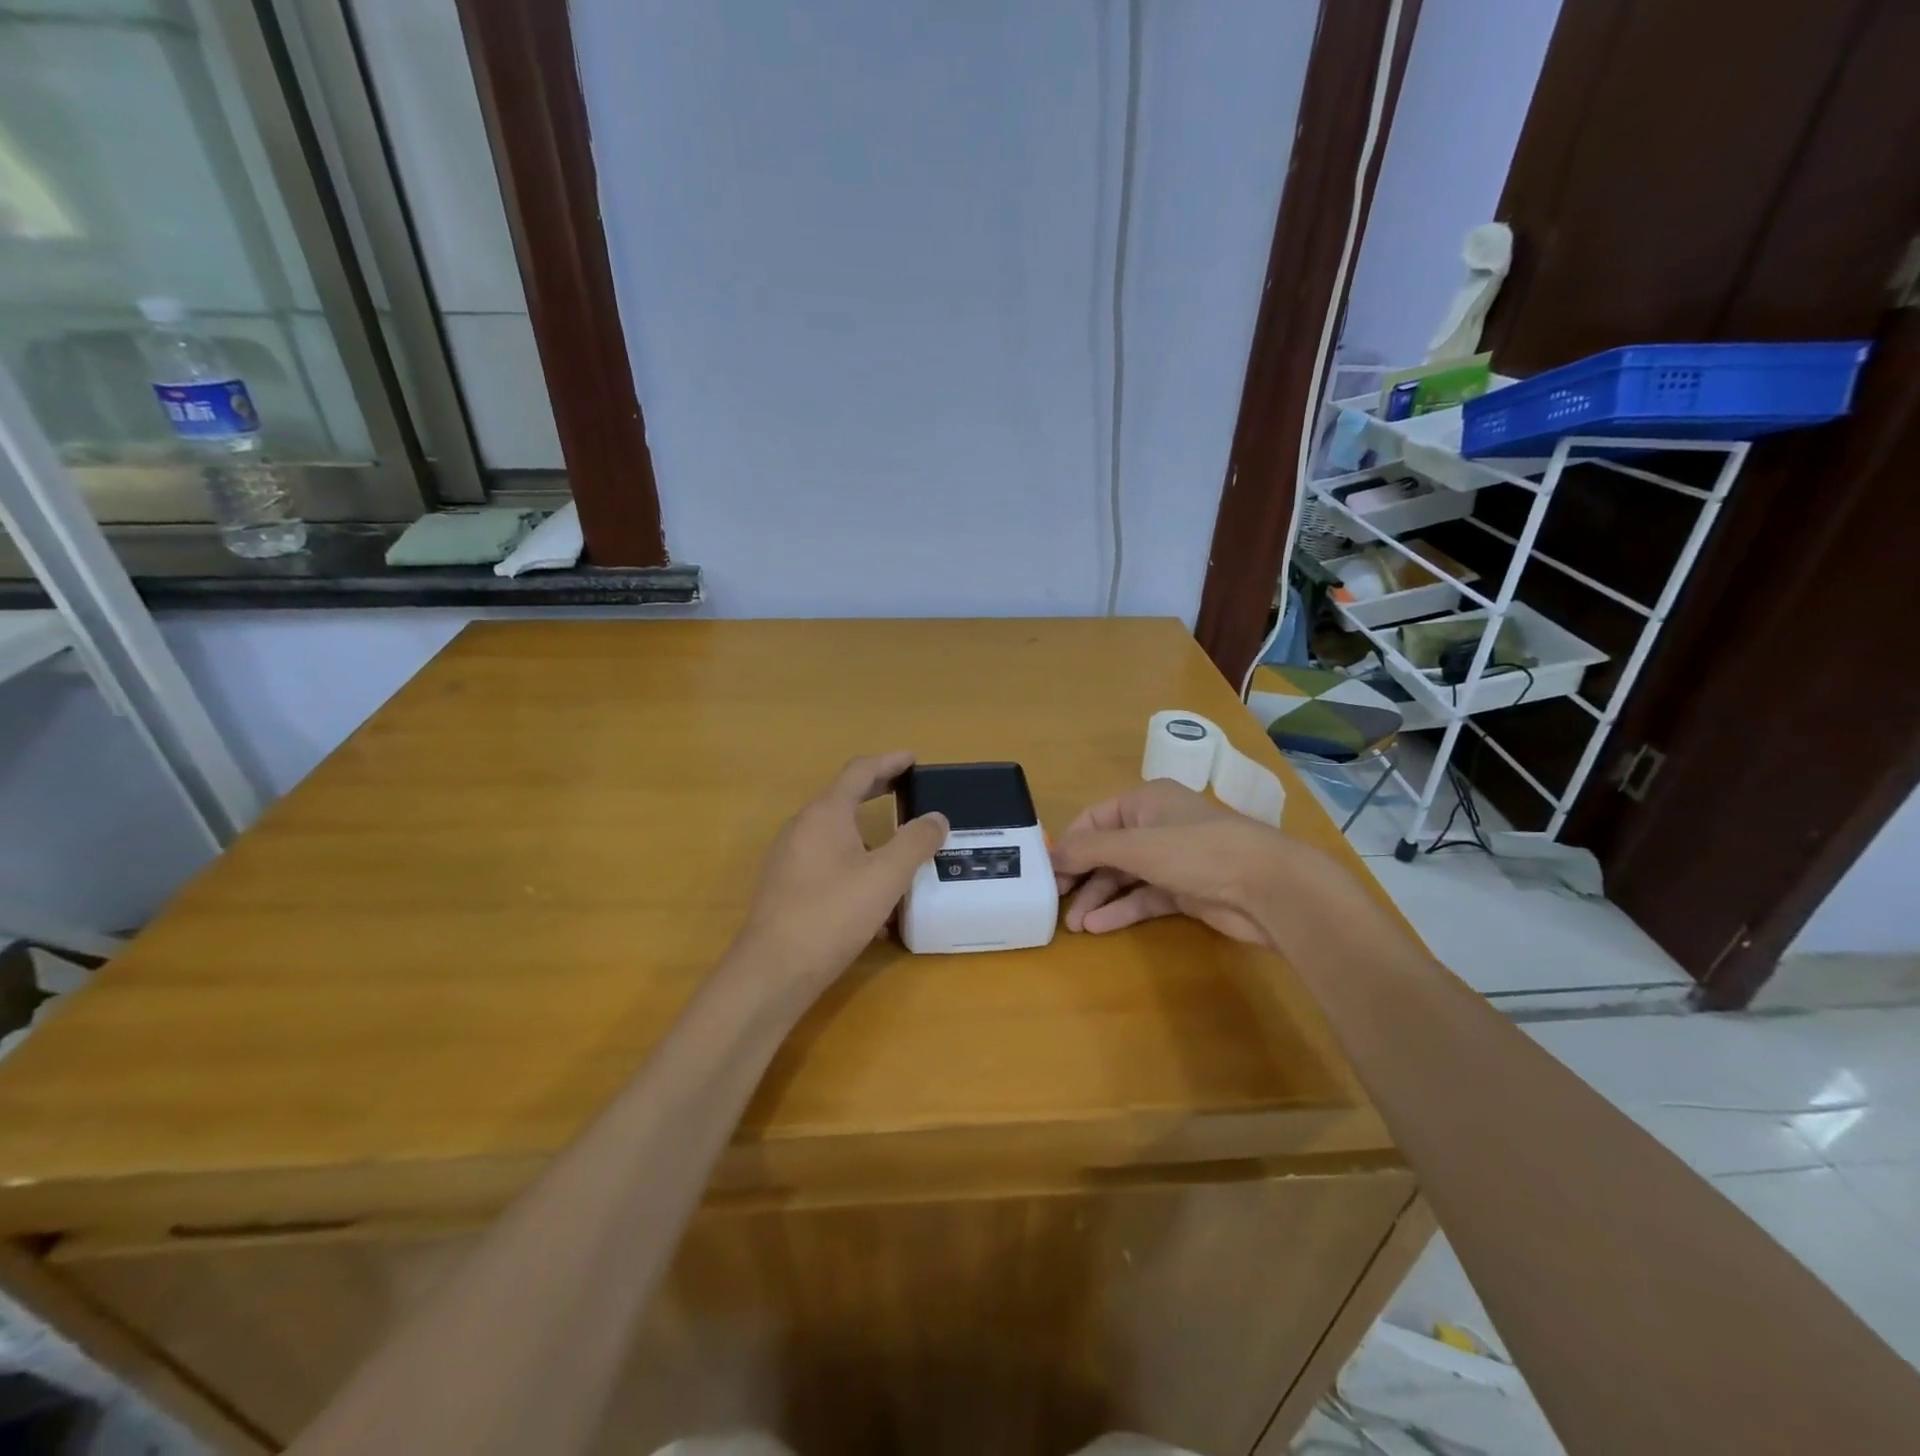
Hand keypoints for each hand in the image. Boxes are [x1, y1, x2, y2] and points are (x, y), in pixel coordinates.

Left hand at [735, 752, 947, 986]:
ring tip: (896, 844)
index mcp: (825, 813)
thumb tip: (936, 817)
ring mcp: (789, 857)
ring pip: (834, 831)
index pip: (859, 771)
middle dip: (877, 790)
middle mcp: (802, 827)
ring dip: (866, 829)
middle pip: (844, 796)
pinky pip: (825, 859)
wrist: (773, 971)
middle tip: (908, 789)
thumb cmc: (832, 914)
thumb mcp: (886, 877)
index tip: (913, 759)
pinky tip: (872, 893)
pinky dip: (852, 859)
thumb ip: (915, 842)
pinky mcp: (785, 886)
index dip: (889, 761)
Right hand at [1051, 780, 1292, 945]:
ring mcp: (1172, 860)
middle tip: (1056, 901)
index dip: (1069, 844)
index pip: (1093, 819)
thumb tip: (1051, 855)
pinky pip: (1143, 898)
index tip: (1047, 872)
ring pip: (1124, 877)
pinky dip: (1121, 910)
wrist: (1268, 887)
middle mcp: (1156, 826)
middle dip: (1081, 876)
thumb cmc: (1197, 852)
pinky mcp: (1184, 890)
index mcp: (1145, 801)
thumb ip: (1089, 849)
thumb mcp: (1136, 845)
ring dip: (1098, 897)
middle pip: (1106, 850)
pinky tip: (1098, 926)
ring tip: (1074, 925)